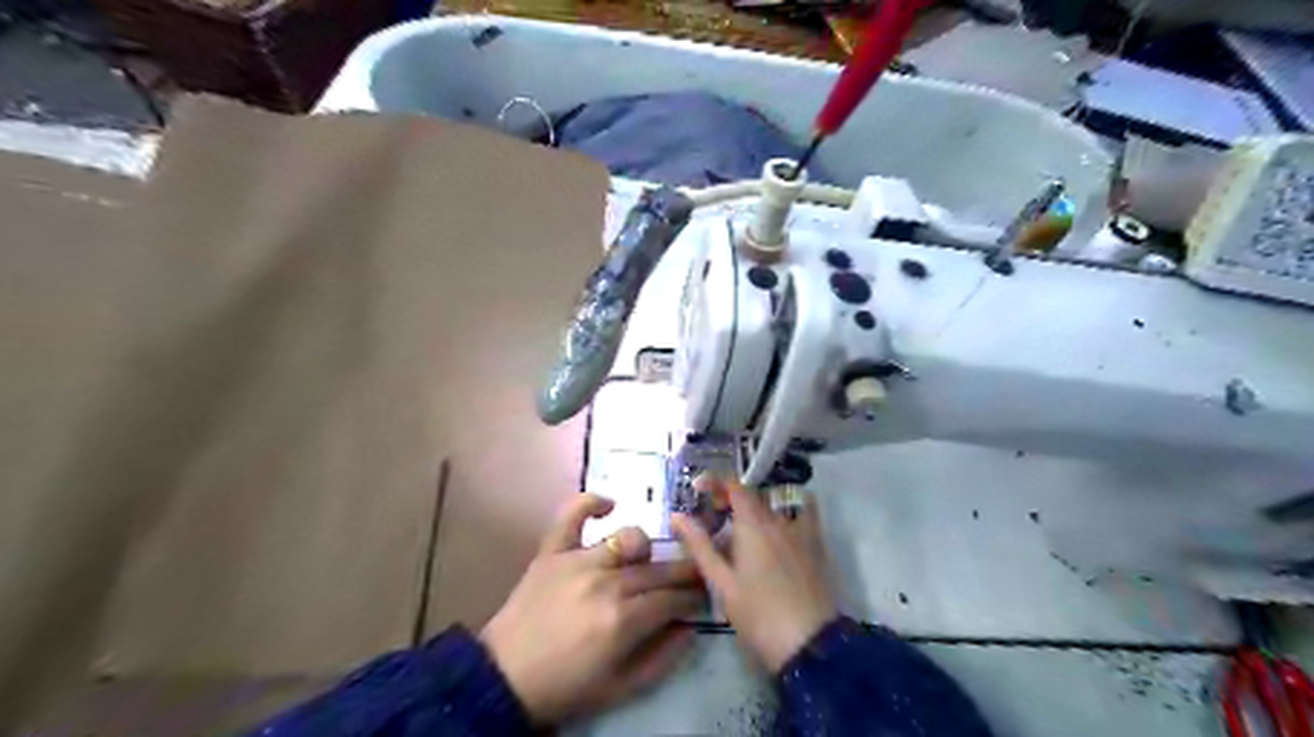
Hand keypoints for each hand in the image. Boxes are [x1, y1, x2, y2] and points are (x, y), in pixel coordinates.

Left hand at [481, 495, 702, 724]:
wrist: (504, 678)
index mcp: (623, 620)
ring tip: (645, 559)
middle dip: (683, 571)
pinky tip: (609, 505)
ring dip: (645, 548)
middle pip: (658, 569)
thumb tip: (690, 626)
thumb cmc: (566, 687)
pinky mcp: (552, 551)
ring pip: (628, 539)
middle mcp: (606, 583)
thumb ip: (663, 658)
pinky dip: (591, 502)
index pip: (673, 598)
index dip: (693, 598)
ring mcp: (578, 561)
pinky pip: (573, 514)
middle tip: (693, 573)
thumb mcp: (622, 688)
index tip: (701, 598)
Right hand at [670, 477, 836, 673]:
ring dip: (758, 507)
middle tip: (714, 517)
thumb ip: (700, 546)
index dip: (716, 482)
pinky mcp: (817, 545)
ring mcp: (801, 530)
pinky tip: (781, 527)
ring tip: (745, 527)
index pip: (735, 486)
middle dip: (732, 499)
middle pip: (754, 495)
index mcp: (753, 525)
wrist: (808, 642)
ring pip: (776, 505)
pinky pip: (806, 513)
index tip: (699, 488)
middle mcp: (778, 519)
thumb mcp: (722, 583)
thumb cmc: (758, 614)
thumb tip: (677, 516)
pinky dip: (791, 509)